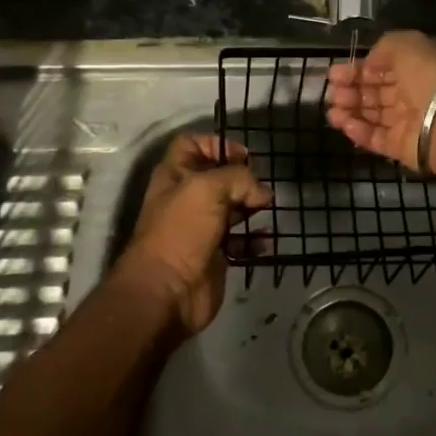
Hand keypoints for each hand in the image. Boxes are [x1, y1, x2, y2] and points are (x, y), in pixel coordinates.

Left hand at [115, 134, 270, 334]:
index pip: (192, 144)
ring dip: (253, 205)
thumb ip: (239, 178)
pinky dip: (256, 238)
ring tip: (269, 207)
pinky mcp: (216, 254)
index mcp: (175, 175)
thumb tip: (262, 192)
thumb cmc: (182, 230)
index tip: (243, 156)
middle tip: (261, 184)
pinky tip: (267, 238)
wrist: (167, 292)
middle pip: (218, 176)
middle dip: (243, 177)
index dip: (217, 144)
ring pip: (233, 207)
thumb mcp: (208, 188)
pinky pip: (242, 240)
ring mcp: (201, 227)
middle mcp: (187, 198)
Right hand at [324, 30, 435, 176]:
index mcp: (418, 67)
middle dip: (351, 91)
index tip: (334, 73)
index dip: (358, 69)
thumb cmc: (430, 76)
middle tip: (332, 93)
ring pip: (374, 116)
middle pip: (376, 92)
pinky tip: (344, 124)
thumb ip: (384, 48)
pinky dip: (359, 132)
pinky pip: (377, 139)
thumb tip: (369, 63)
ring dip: (351, 111)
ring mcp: (409, 121)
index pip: (383, 68)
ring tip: (332, 111)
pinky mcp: (403, 147)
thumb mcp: (407, 45)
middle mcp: (414, 93)